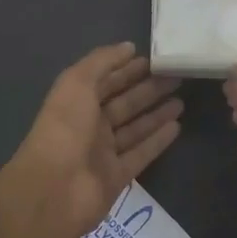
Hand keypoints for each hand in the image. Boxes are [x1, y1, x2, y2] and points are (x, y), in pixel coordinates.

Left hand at [0, 42, 182, 237]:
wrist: (54, 190)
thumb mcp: (77, 83)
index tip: (154, 59)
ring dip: (157, 113)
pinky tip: (177, 126)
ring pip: (135, 128)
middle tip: (177, 76)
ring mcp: (103, 153)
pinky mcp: (117, 176)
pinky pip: (141, 154)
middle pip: (123, 103)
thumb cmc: (64, 129)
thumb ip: (102, 61)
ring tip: (182, 99)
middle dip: (148, 89)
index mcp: (76, 102)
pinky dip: (158, 140)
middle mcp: (89, 126)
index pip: (106, 80)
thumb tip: (128, 47)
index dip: (127, 69)